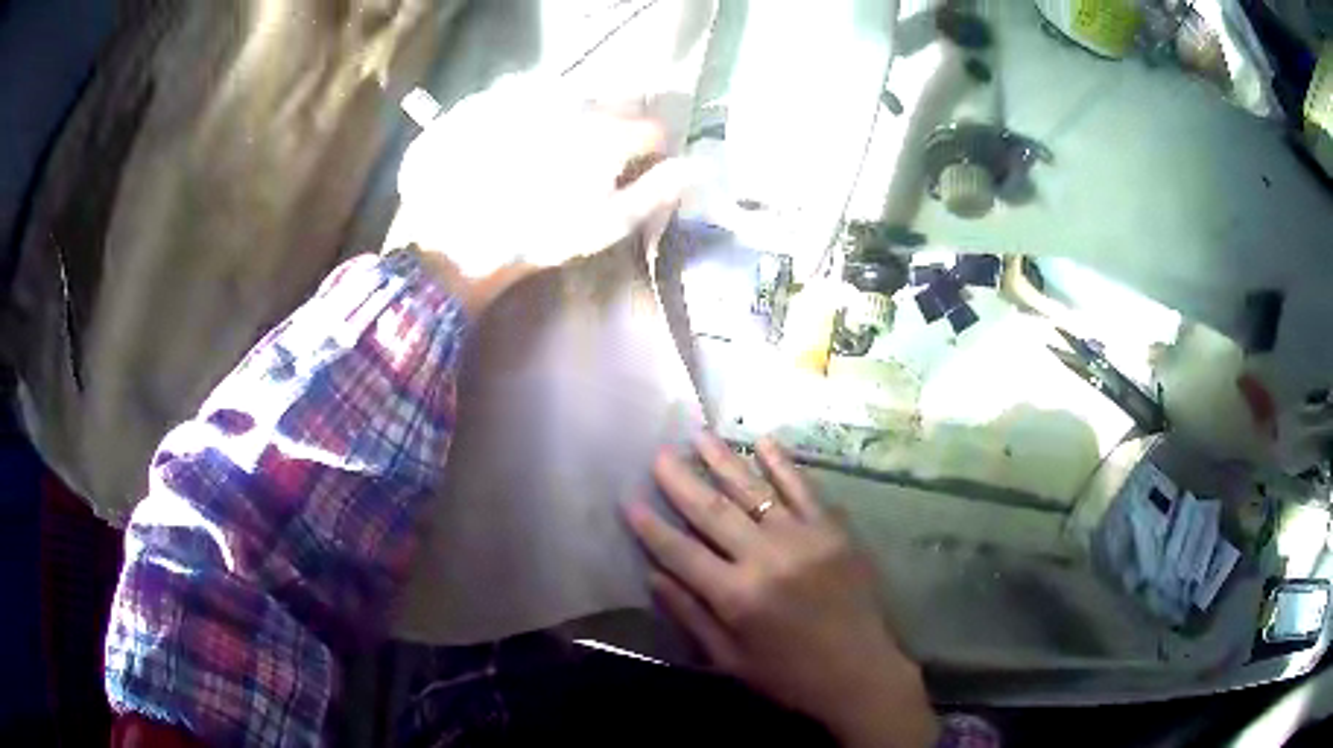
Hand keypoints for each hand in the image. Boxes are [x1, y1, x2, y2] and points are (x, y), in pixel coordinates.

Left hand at [393, 76, 691, 312]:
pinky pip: (529, 95)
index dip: (652, 152)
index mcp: (605, 132)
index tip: (639, 171)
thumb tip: (695, 168)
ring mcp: (529, 94)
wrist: (453, 238)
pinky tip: (517, 141)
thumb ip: (654, 192)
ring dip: (575, 115)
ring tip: (554, 150)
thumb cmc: (536, 236)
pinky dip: (534, 112)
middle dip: (616, 125)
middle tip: (596, 160)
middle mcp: (571, 99)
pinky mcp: (492, 98)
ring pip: (572, 94)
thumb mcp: (603, 225)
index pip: (651, 130)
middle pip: (614, 102)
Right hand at [626, 434, 938, 747]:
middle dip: (681, 481)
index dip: (651, 527)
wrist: (860, 672)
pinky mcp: (834, 530)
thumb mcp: (729, 660)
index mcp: (737, 596)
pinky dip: (783, 464)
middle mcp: (767, 558)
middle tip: (659, 453)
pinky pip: (804, 489)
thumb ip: (691, 616)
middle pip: (713, 511)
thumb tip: (653, 576)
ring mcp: (804, 537)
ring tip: (699, 435)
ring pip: (754, 491)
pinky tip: (764, 440)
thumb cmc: (789, 675)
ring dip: (724, 460)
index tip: (628, 499)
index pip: (681, 552)